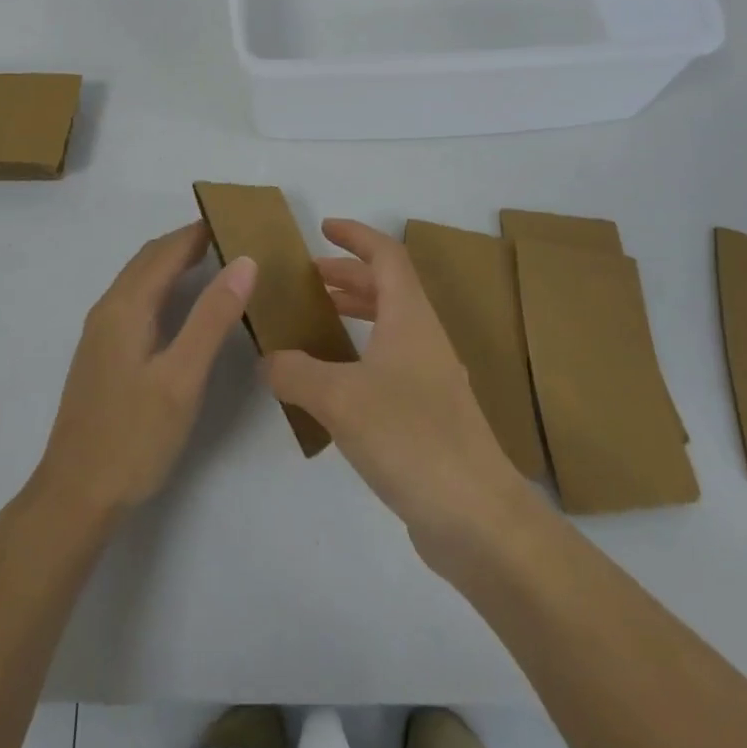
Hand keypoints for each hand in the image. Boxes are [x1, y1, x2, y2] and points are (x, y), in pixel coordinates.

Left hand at [35, 222, 256, 519]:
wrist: (75, 495)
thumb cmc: (134, 436)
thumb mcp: (183, 377)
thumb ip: (212, 317)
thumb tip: (244, 262)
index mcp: (126, 307)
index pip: (166, 251)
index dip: (198, 231)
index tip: (234, 218)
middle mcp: (108, 309)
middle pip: (148, 259)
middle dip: (185, 241)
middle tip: (229, 236)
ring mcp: (100, 333)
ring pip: (138, 279)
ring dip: (171, 262)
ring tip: (211, 261)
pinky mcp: (101, 354)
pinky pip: (134, 299)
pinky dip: (160, 285)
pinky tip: (178, 306)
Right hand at [266, 219, 527, 565]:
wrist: (478, 519)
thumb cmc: (410, 438)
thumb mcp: (338, 398)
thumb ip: (295, 372)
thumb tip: (268, 360)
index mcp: (410, 318)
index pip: (386, 256)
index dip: (356, 235)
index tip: (324, 227)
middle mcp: (424, 339)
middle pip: (388, 288)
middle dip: (348, 275)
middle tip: (309, 278)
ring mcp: (432, 379)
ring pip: (390, 327)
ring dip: (355, 313)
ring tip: (317, 321)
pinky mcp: (430, 417)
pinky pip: (390, 364)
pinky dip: (360, 354)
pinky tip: (333, 383)